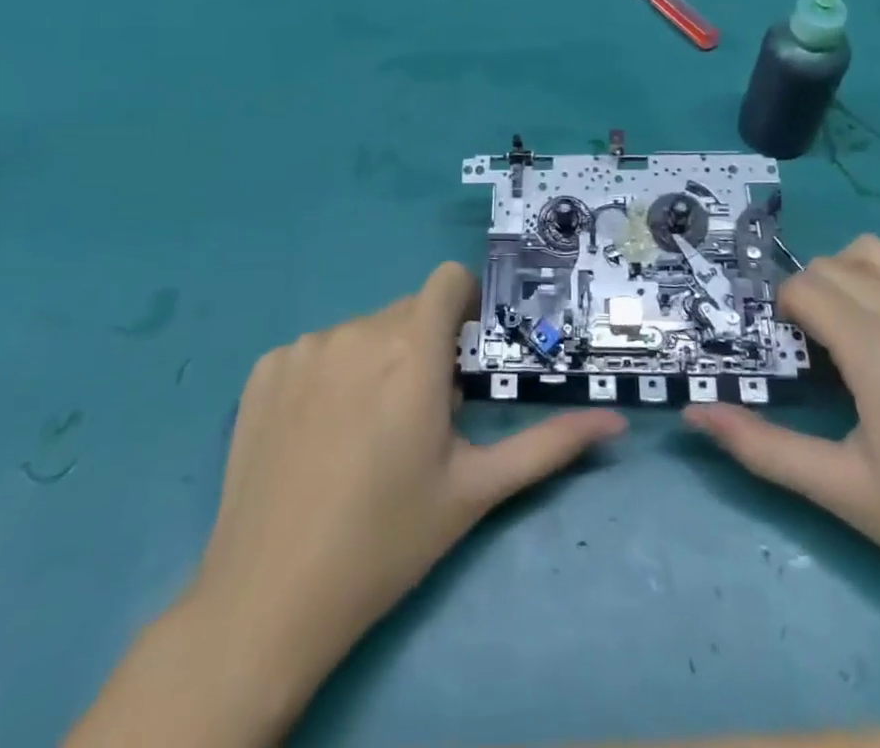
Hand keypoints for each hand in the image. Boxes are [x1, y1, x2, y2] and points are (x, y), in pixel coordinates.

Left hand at [68, 262, 624, 747]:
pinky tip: (320, 434)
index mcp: (411, 352)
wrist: (268, 599)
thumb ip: (548, 444)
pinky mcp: (264, 369)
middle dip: (425, 344)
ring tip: (369, 430)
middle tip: (422, 413)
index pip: (447, 280)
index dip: (465, 304)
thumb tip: (615, 420)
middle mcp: (357, 332)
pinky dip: (330, 374)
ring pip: (362, 329)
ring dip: (378, 358)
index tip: (466, 351)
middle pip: (408, 310)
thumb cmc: (386, 542)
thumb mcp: (475, 492)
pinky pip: (316, 350)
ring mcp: (304, 348)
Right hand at [683, 235, 879, 647]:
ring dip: (853, 274)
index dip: (785, 310)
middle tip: (817, 342)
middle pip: (838, 263)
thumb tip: (693, 414)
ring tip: (858, 325)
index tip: (792, 347)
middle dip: (812, 291)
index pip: (808, 288)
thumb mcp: (842, 492)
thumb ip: (760, 447)